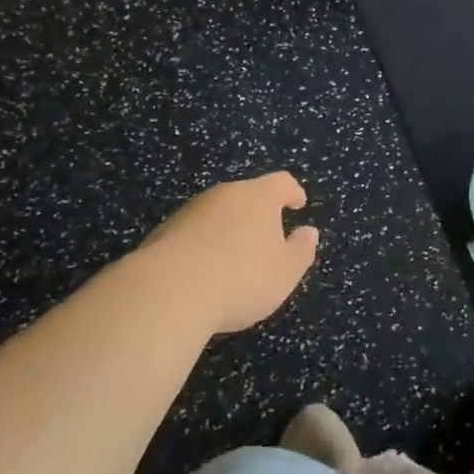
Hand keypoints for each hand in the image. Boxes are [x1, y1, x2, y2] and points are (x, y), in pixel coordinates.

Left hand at [144, 173, 318, 333]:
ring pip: (219, 213)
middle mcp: (225, 194)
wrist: (168, 291)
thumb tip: (308, 231)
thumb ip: (301, 250)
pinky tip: (203, 272)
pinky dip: (204, 245)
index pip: (282, 182)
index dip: (293, 192)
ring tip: (234, 260)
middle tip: (267, 238)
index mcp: (259, 196)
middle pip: (248, 195)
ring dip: (229, 229)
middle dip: (259, 213)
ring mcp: (192, 210)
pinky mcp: (165, 231)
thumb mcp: (285, 272)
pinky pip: (195, 232)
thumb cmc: (240, 279)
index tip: (298, 204)